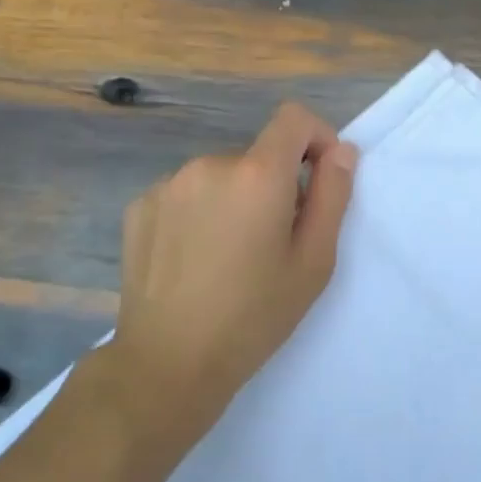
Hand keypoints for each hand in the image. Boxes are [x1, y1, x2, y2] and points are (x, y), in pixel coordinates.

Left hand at [109, 103, 357, 442]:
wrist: (168, 363)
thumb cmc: (254, 316)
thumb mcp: (313, 261)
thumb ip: (333, 195)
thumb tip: (341, 151)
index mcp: (256, 174)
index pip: (293, 118)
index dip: (316, 138)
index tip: (320, 178)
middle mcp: (209, 164)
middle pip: (257, 156)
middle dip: (274, 185)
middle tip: (274, 242)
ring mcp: (167, 184)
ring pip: (220, 176)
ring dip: (235, 199)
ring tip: (230, 256)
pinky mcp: (139, 206)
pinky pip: (185, 194)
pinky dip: (199, 213)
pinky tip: (193, 260)